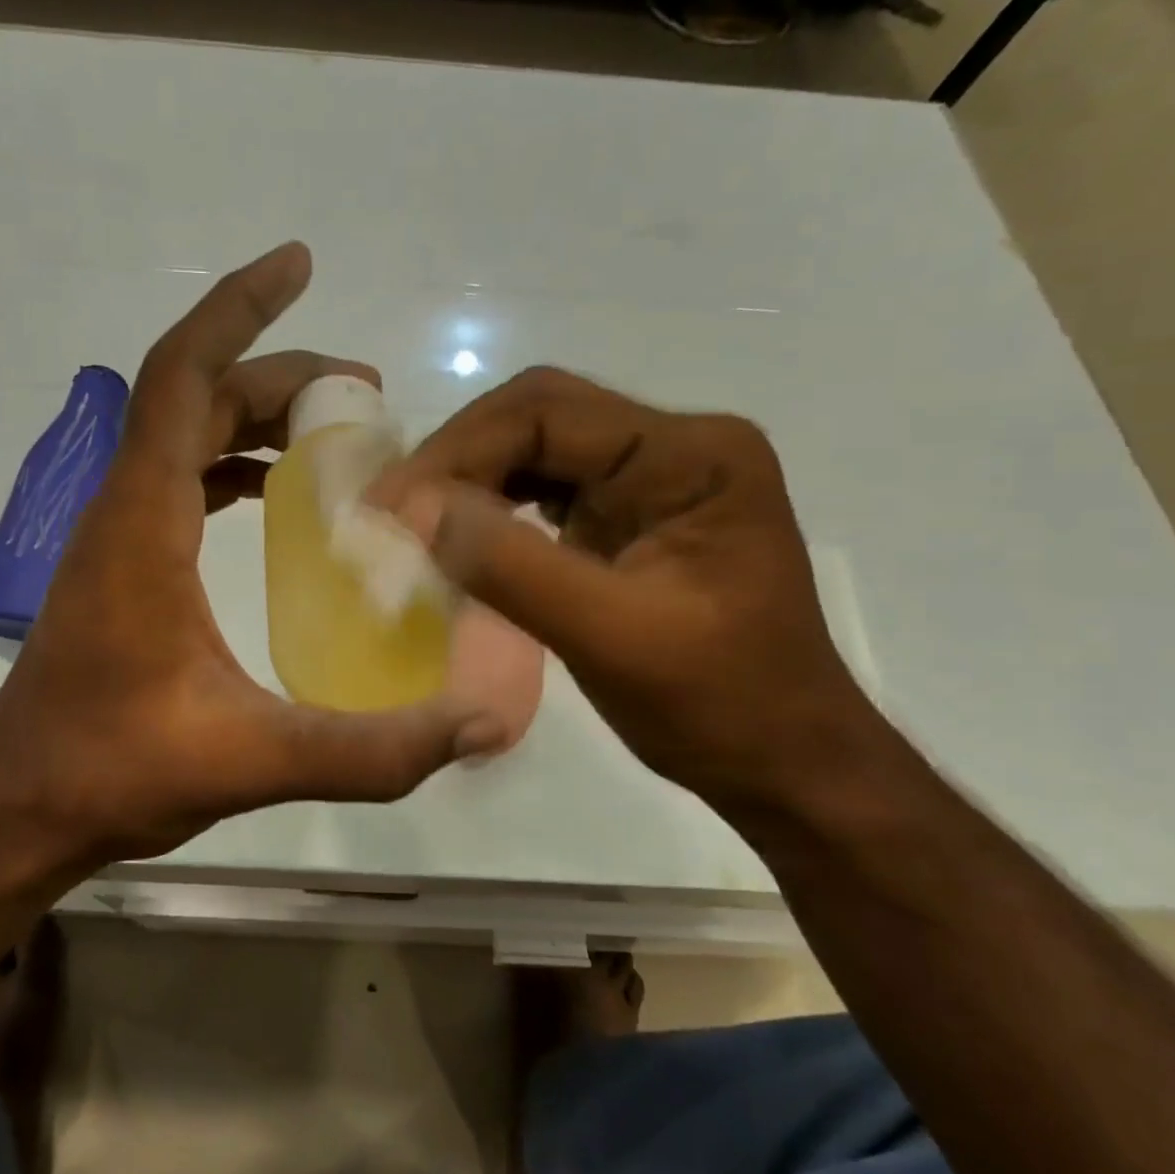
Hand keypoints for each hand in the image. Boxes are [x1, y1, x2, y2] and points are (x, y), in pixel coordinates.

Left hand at [0, 243, 493, 867]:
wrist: (20, 809)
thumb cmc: (115, 770)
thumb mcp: (252, 759)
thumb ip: (370, 750)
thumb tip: (477, 729)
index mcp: (144, 520)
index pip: (184, 375)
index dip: (240, 308)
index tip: (300, 265)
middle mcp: (123, 510)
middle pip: (196, 398)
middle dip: (279, 377)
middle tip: (366, 396)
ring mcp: (117, 539)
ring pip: (184, 438)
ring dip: (254, 419)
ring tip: (334, 435)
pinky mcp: (121, 571)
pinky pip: (178, 483)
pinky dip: (229, 467)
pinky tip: (276, 498)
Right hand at [370, 366, 886, 815]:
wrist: (781, 760)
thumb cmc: (718, 705)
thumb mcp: (611, 636)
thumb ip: (512, 566)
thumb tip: (413, 507)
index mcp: (691, 454)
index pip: (549, 412)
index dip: (459, 450)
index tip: (392, 506)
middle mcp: (674, 447)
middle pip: (539, 418)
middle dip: (458, 459)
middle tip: (393, 510)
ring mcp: (651, 481)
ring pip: (535, 452)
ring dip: (470, 482)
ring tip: (412, 523)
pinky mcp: (628, 518)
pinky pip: (545, 493)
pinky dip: (493, 511)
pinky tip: (458, 539)